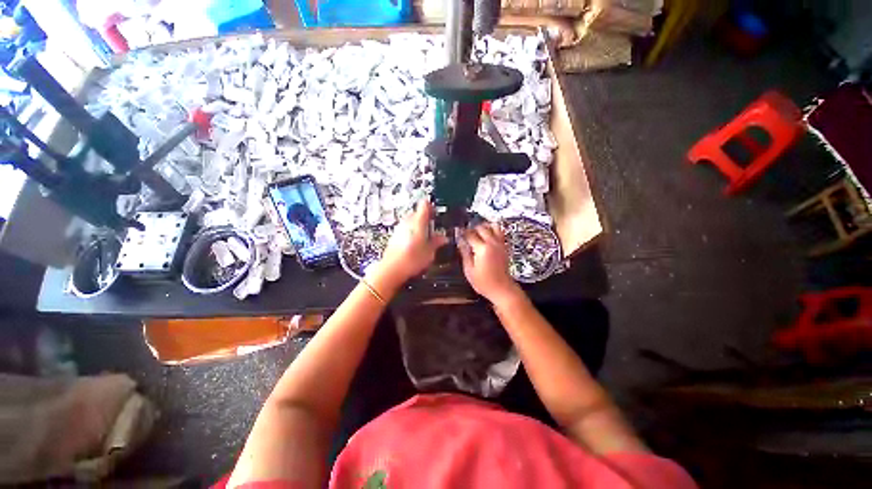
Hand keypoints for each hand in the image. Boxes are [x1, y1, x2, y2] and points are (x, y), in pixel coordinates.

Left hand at [371, 200, 447, 288]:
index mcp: (418, 222)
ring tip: (425, 236)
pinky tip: (415, 243)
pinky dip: (411, 232)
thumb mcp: (430, 252)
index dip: (431, 206)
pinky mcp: (394, 236)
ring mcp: (399, 228)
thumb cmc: (411, 260)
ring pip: (410, 220)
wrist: (392, 269)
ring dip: (418, 225)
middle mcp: (407, 222)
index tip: (436, 211)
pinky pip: (404, 229)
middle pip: (417, 212)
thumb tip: (442, 238)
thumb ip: (436, 242)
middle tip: (433, 226)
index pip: (424, 205)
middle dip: (425, 218)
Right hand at [458, 222, 521, 305]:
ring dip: (484, 227)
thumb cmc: (484, 282)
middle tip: (466, 234)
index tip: (458, 233)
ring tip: (477, 232)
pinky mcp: (504, 246)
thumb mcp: (469, 270)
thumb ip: (464, 253)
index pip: (470, 234)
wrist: (502, 289)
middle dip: (472, 228)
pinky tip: (486, 237)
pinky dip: (492, 230)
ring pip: (493, 226)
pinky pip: (499, 232)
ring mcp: (500, 244)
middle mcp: (492, 243)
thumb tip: (460, 242)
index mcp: (482, 249)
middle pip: (482, 227)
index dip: (463, 233)